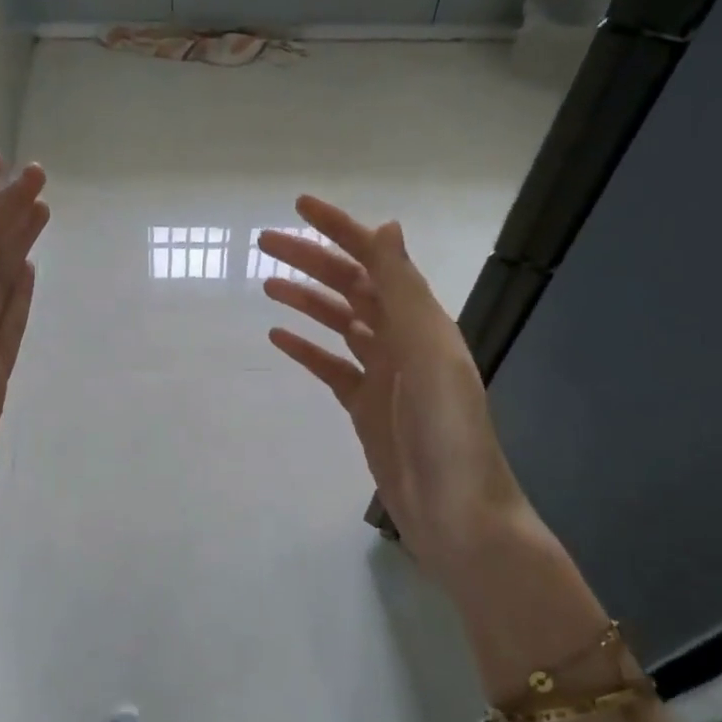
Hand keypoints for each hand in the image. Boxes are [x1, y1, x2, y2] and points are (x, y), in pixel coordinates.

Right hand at [258, 197, 531, 603]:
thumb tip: (387, 228)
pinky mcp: (365, 407)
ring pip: (339, 323)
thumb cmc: (447, 434)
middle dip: (311, 260)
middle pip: (350, 287)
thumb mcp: (429, 356)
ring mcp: (384, 374)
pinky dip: (306, 349)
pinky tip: (278, 338)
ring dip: (306, 300)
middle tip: (264, 243)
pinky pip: (331, 367)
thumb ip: (406, 294)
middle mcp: (403, 339)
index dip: (339, 230)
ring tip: (266, 283)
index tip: (298, 208)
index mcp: (421, 321)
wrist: (456, 514)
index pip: (375, 261)